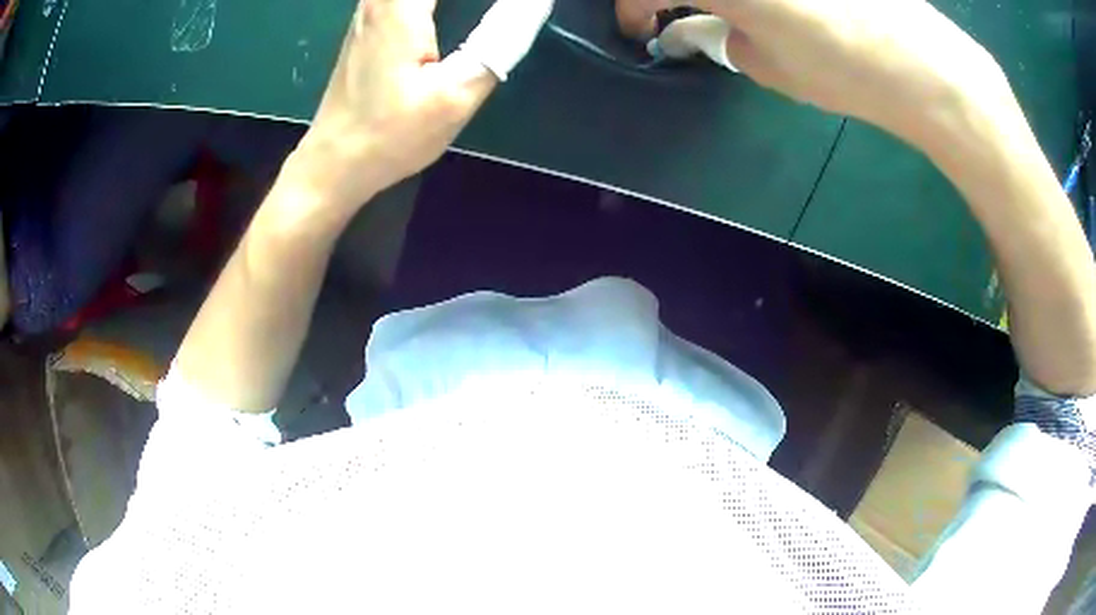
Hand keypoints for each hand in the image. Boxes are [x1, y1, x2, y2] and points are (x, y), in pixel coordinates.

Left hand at [287, 0, 550, 214]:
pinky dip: (433, 2)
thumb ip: (500, 43)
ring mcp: (370, 9)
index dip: (495, 0)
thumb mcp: (454, 96)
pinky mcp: (370, 24)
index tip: (526, 5)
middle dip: (467, 0)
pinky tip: (453, 11)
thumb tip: (536, 2)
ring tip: (488, 12)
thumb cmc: (391, 134)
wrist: (335, 162)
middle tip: (506, 12)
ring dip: (453, 1)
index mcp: (400, 5)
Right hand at [617, 0, 1013, 141]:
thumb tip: (705, 25)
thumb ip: (722, 37)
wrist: (921, 64)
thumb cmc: (843, 72)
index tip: (641, 27)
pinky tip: (781, 10)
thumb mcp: (766, 65)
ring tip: (729, 11)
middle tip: (676, 11)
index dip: (633, 8)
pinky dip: (762, 1)